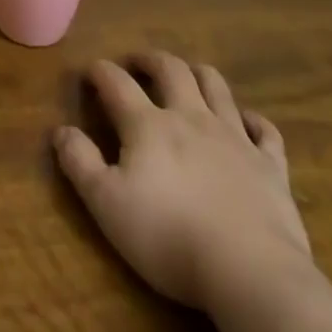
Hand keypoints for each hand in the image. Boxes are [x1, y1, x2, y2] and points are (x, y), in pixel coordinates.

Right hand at [54, 54, 312, 316]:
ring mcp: (235, 137)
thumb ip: (80, 163)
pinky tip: (245, 123)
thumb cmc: (168, 237)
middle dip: (150, 59)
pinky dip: (252, 120)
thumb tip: (61, 130)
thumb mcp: (106, 204)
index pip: (116, 83)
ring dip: (197, 74)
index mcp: (148, 125)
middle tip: (137, 63)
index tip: (89, 72)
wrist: (250, 272)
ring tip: (186, 76)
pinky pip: (264, 130)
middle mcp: (190, 117)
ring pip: (216, 86)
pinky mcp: (270, 165)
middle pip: (170, 69)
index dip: (100, 72)